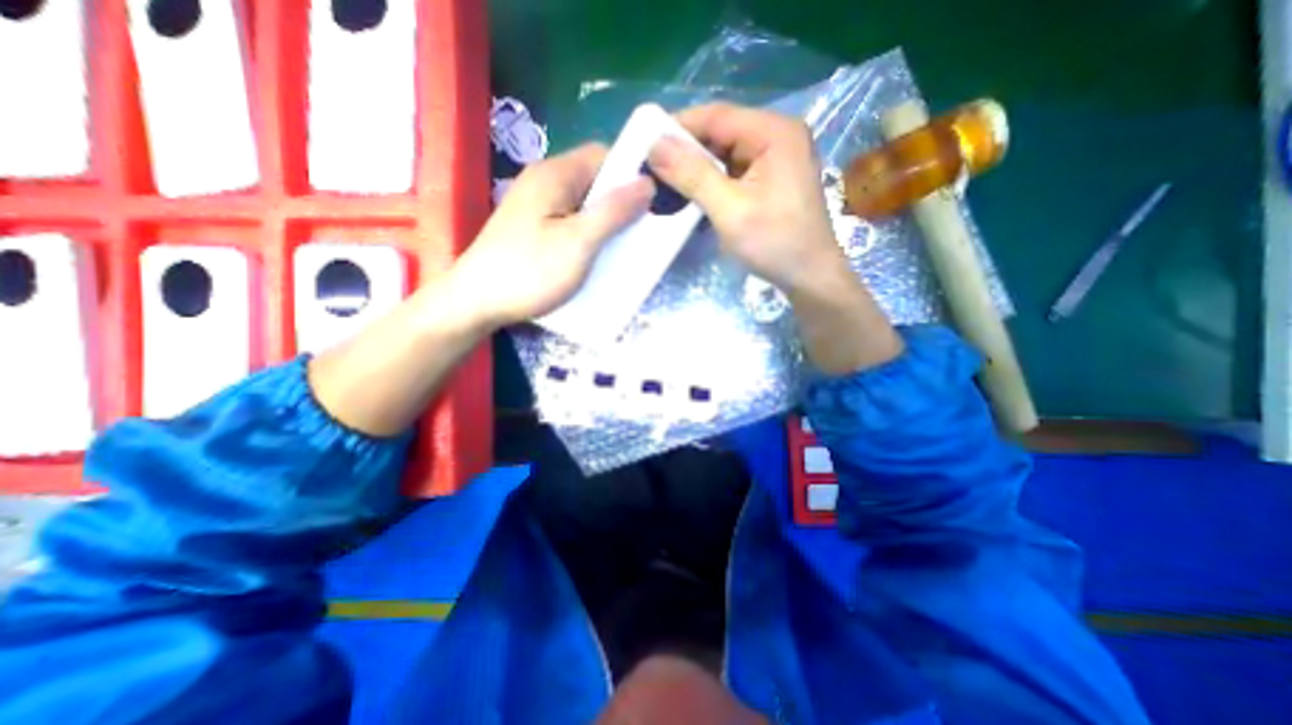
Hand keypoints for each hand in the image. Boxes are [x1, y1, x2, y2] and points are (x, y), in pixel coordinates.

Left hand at [454, 142, 656, 327]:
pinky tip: (596, 257)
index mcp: (555, 175)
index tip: (651, 205)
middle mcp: (545, 182)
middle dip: (620, 203)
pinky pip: (570, 222)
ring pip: (583, 204)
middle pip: (594, 180)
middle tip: (639, 233)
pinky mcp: (533, 228)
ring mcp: (537, 207)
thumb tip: (646, 183)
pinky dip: (588, 234)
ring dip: (605, 222)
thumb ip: (613, 211)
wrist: (476, 302)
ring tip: (621, 248)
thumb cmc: (529, 271)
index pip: (603, 155)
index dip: (630, 174)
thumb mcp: (578, 242)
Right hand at [644, 103, 839, 293]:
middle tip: (652, 170)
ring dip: (697, 168)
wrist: (810, 277)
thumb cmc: (775, 243)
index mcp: (774, 132)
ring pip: (726, 153)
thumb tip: (655, 146)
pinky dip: (712, 181)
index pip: (716, 116)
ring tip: (666, 184)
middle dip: (686, 151)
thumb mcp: (729, 210)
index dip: (678, 127)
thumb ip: (693, 176)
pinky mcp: (772, 178)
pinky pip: (735, 171)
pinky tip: (693, 195)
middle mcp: (778, 135)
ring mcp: (777, 157)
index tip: (645, 145)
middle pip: (721, 132)